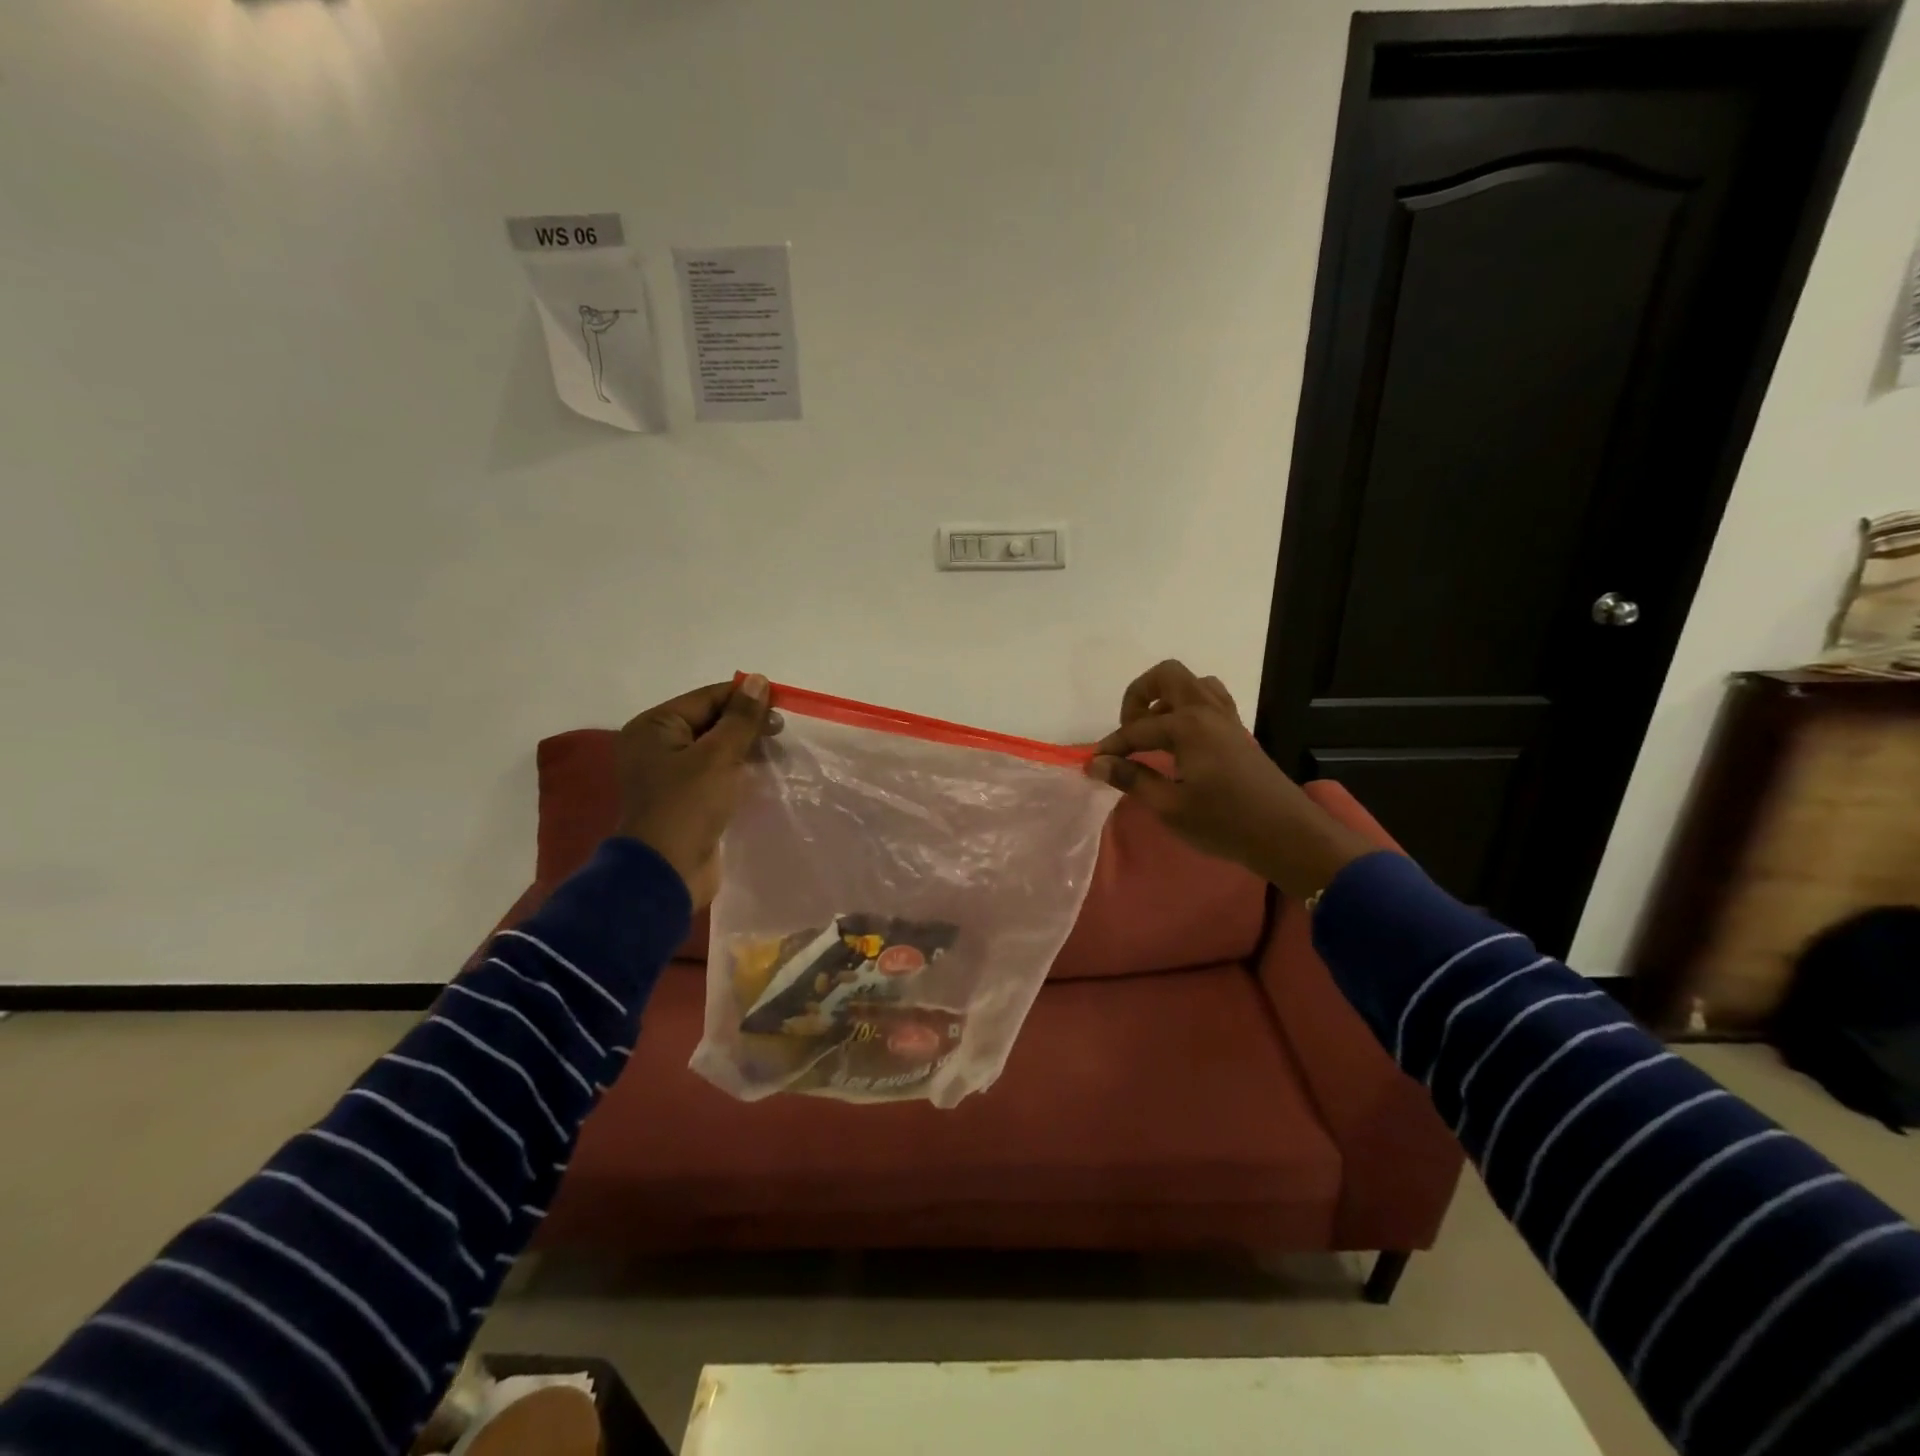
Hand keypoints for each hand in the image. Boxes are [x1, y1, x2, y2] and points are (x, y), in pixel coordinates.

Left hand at [615, 675, 778, 908]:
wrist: (666, 872)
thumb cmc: (687, 806)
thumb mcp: (718, 756)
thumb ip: (741, 718)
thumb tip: (759, 680)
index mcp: (655, 727)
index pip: (708, 697)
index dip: (746, 698)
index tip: (783, 706)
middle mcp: (657, 745)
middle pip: (711, 721)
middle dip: (747, 724)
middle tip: (782, 732)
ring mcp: (670, 775)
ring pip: (716, 749)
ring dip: (746, 748)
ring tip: (778, 754)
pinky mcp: (685, 800)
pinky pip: (716, 774)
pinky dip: (739, 770)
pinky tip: (764, 773)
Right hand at [1086, 661, 1374, 899]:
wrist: (1287, 835)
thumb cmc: (1225, 822)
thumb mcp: (1170, 806)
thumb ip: (1132, 779)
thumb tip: (1097, 764)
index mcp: (1187, 725)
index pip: (1136, 729)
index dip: (1111, 747)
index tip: (1092, 766)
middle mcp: (1206, 710)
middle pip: (1167, 676)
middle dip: (1138, 695)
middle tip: (1128, 730)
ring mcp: (1226, 718)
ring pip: (1192, 684)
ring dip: (1166, 699)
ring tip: (1152, 732)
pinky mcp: (1237, 732)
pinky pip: (1209, 701)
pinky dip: (1187, 708)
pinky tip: (1179, 742)